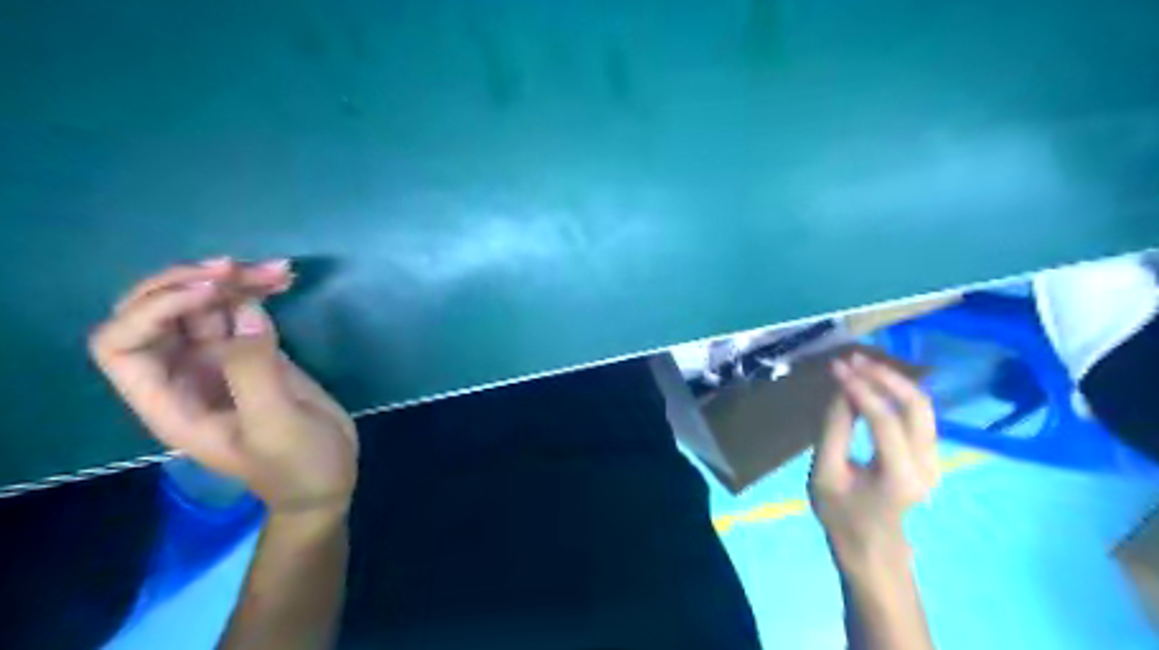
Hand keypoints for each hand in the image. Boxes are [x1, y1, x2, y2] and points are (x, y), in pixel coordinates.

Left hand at [90, 260, 356, 517]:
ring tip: (279, 270)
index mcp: (168, 401)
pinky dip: (257, 290)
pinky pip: (241, 310)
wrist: (327, 480)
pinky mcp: (254, 353)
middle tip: (240, 268)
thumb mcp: (275, 426)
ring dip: (233, 279)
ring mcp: (220, 361)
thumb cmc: (295, 465)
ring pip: (203, 304)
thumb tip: (246, 312)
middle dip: (191, 282)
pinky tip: (283, 280)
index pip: (122, 343)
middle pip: (155, 312)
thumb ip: (254, 372)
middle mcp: (183, 374)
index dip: (155, 309)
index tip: (213, 293)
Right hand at [807, 352, 940, 571]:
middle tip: (852, 359)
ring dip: (892, 380)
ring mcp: (935, 460)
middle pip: (916, 406)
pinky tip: (873, 381)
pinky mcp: (931, 454)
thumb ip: (833, 430)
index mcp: (899, 476)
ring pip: (922, 405)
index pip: (885, 421)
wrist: (872, 546)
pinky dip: (896, 392)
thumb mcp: (824, 474)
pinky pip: (918, 413)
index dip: (861, 390)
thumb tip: (841, 389)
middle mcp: (927, 465)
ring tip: (861, 364)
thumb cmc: (841, 514)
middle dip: (885, 376)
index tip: (837, 368)